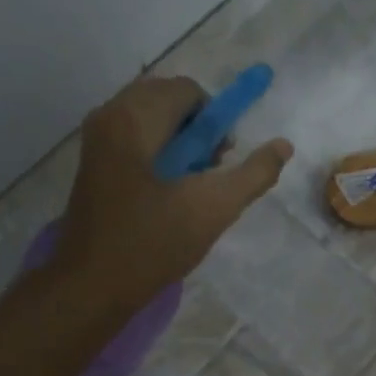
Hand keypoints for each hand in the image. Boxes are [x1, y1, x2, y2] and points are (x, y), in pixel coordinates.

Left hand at [53, 76, 291, 306]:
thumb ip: (254, 174)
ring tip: (190, 184)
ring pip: (151, 118)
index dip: (215, 120)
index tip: (222, 159)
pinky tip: (167, 192)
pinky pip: (134, 136)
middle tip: (208, 171)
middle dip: (197, 128)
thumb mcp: (214, 209)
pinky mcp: (93, 162)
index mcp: (135, 118)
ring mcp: (96, 139)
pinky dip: (159, 151)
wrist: (92, 284)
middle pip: (168, 99)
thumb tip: (284, 145)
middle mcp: (110, 116)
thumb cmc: (153, 242)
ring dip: (180, 141)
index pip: (188, 91)